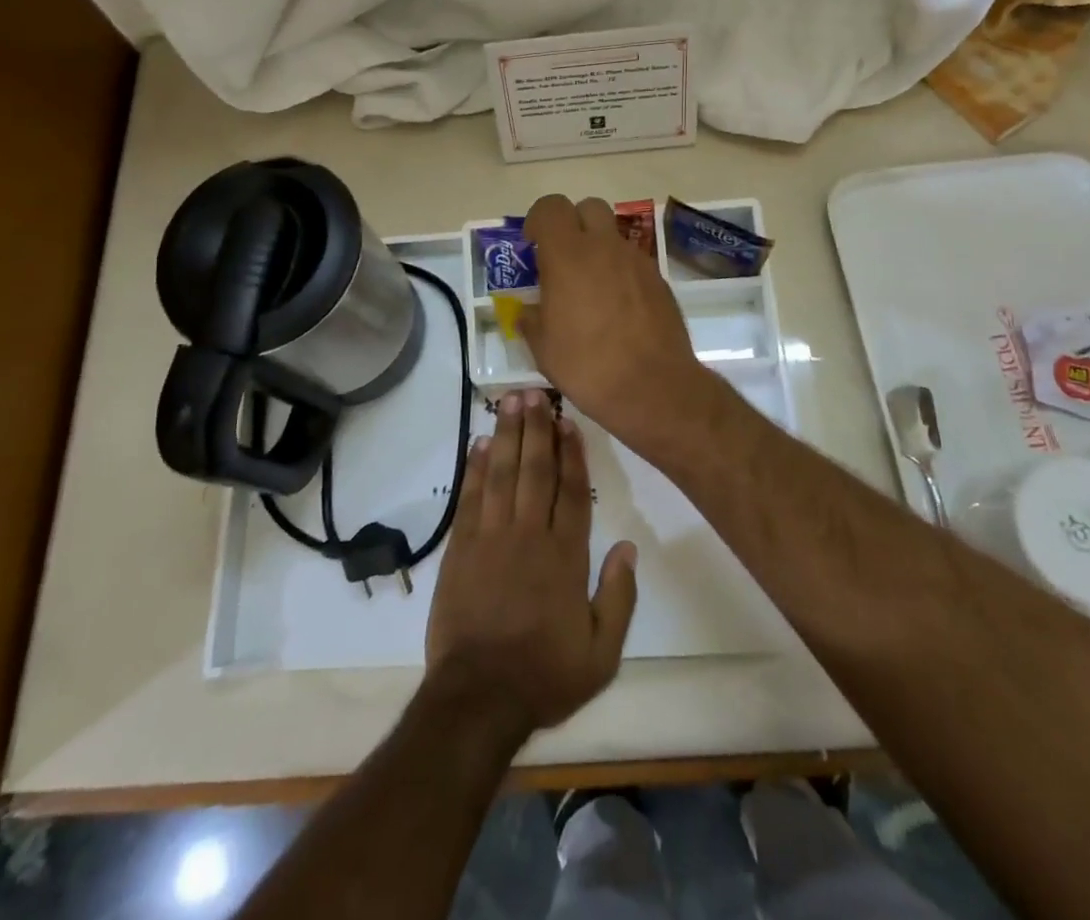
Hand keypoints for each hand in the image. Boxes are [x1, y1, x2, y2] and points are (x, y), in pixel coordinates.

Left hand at [426, 389, 637, 737]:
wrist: (478, 697)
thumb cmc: (544, 675)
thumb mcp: (602, 653)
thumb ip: (619, 598)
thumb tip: (629, 548)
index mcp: (565, 556)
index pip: (571, 491)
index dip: (571, 453)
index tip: (569, 421)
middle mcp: (529, 535)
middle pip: (535, 470)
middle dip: (537, 428)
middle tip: (536, 393)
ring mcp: (491, 537)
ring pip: (502, 474)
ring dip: (507, 435)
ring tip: (510, 401)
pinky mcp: (461, 547)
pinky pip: (470, 497)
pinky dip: (475, 468)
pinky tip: (479, 443)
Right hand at [520, 194, 715, 450]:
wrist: (655, 388)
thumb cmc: (588, 366)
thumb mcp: (543, 347)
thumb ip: (531, 318)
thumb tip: (529, 310)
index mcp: (569, 255)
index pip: (551, 207)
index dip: (538, 220)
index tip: (533, 246)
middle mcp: (605, 247)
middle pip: (588, 207)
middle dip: (572, 224)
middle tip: (563, 258)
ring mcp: (637, 261)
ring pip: (613, 235)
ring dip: (598, 248)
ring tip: (590, 288)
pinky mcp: (659, 279)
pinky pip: (632, 261)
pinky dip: (619, 271)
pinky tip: (616, 307)